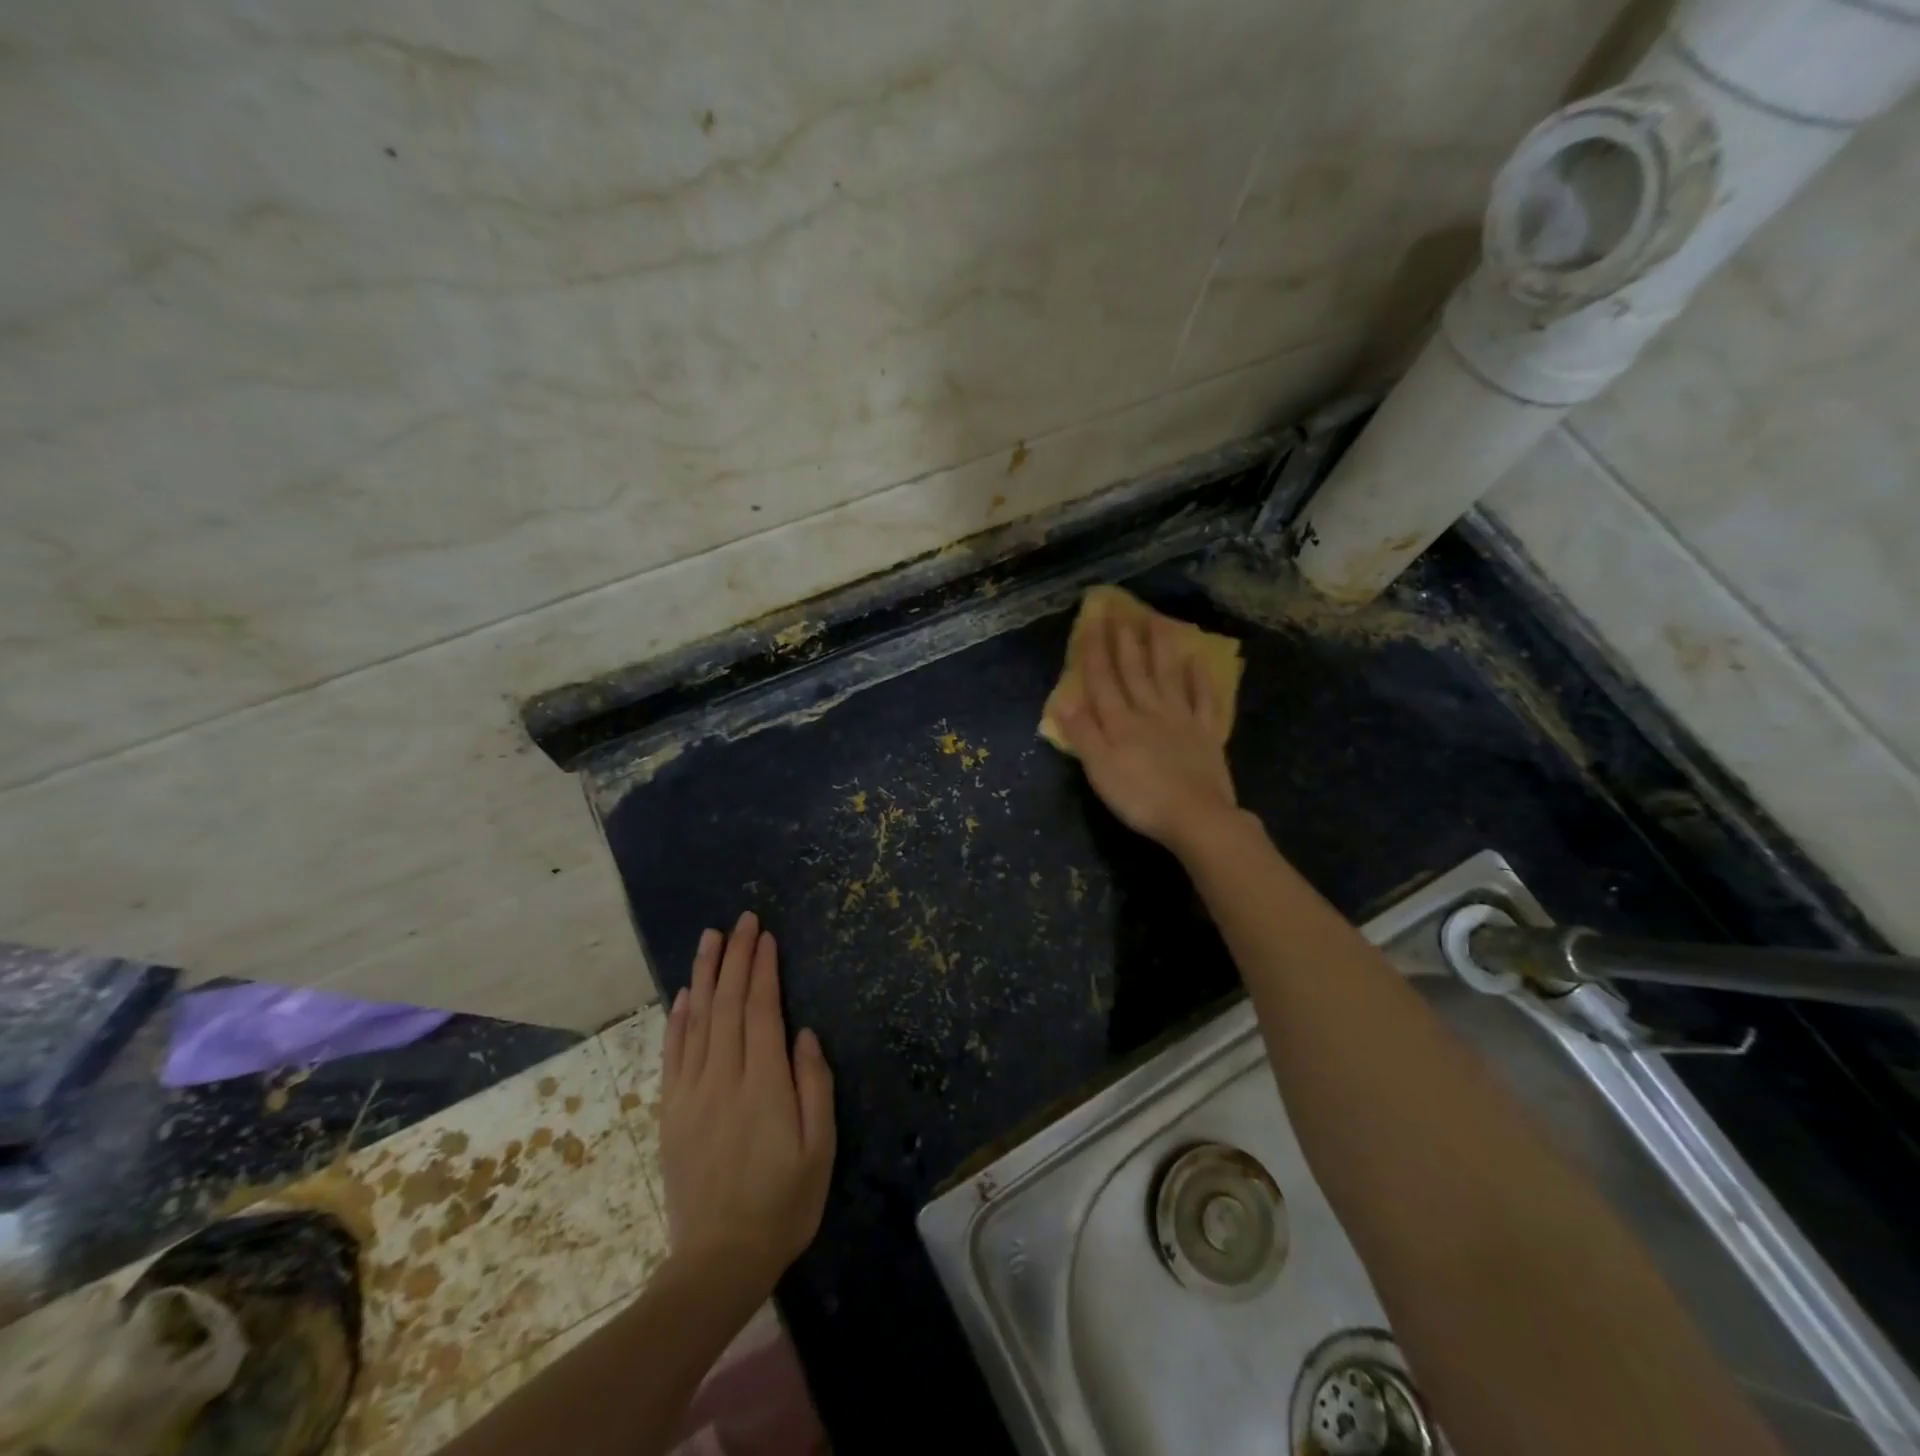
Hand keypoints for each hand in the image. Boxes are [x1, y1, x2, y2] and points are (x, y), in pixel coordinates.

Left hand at [659, 912, 835, 1299]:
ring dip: (704, 975)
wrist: (717, 1262)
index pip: (761, 1011)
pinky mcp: (672, 1112)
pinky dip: (678, 1019)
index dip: (762, 969)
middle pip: (728, 1004)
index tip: (765, 937)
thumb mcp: (819, 1150)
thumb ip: (815, 1087)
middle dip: (736, 957)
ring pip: (697, 1020)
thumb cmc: (783, 1204)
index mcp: (764, 1085)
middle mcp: (724, 1078)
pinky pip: (673, 1054)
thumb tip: (805, 1034)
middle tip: (742, 921)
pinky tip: (683, 995)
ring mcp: (692, 1094)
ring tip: (710, 938)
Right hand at [1054, 611, 1240, 851]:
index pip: (1102, 679)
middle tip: (1119, 610)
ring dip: (1159, 648)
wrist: (1196, 817)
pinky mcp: (1207, 734)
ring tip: (1155, 620)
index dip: (1094, 651)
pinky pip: (1203, 699)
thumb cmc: (1139, 797)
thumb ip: (1081, 733)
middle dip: (1123, 640)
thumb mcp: (1099, 769)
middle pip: (1133, 671)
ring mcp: (1181, 720)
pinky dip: (1200, 678)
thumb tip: (1063, 699)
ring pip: (1167, 676)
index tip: (1090, 622)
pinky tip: (1198, 660)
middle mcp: (1149, 711)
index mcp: (1119, 722)